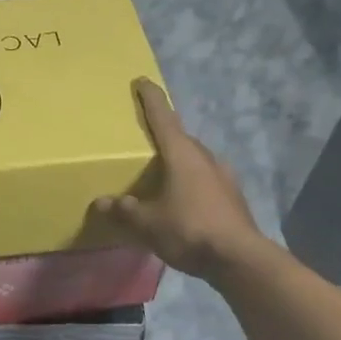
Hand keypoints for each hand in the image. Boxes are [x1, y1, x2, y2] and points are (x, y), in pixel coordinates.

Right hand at [94, 79, 268, 283]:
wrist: (239, 258)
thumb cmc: (189, 230)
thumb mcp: (148, 223)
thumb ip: (124, 211)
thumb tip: (101, 203)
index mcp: (182, 154)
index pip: (163, 117)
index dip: (151, 98)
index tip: (142, 81)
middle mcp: (205, 157)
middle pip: (181, 138)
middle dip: (164, 136)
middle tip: (145, 141)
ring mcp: (223, 176)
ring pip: (195, 160)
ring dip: (179, 162)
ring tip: (162, 175)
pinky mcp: (232, 196)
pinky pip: (205, 180)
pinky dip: (190, 182)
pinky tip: (183, 200)